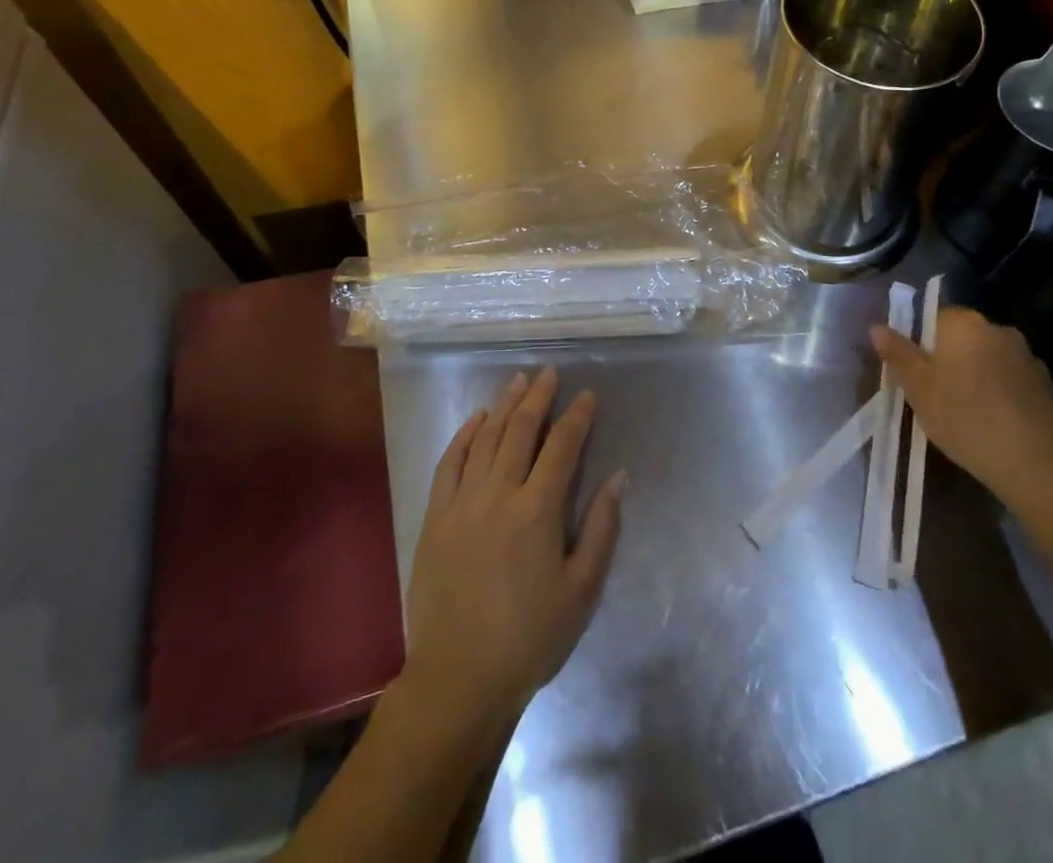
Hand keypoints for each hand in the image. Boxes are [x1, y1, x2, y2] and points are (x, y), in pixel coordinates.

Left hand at [399, 367, 625, 739]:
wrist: (458, 680)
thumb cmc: (530, 639)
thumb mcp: (582, 591)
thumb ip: (601, 529)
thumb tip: (618, 477)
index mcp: (537, 511)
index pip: (562, 447)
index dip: (577, 417)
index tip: (587, 395)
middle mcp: (498, 495)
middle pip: (520, 431)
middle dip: (538, 397)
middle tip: (550, 373)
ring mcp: (461, 504)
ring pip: (485, 439)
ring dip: (503, 405)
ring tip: (518, 381)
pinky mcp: (434, 519)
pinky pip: (449, 464)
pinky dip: (464, 436)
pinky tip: (476, 419)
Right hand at [871, 306, 1052, 511]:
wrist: (1036, 465)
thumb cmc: (965, 418)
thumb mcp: (917, 388)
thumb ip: (897, 353)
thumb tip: (877, 327)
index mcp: (965, 323)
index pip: (933, 317)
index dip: (919, 344)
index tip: (915, 375)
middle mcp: (1000, 330)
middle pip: (963, 338)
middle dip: (949, 361)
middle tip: (935, 396)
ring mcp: (1030, 359)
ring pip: (990, 361)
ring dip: (977, 377)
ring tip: (967, 415)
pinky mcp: (1049, 388)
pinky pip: (1014, 384)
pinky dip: (1002, 396)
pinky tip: (997, 426)